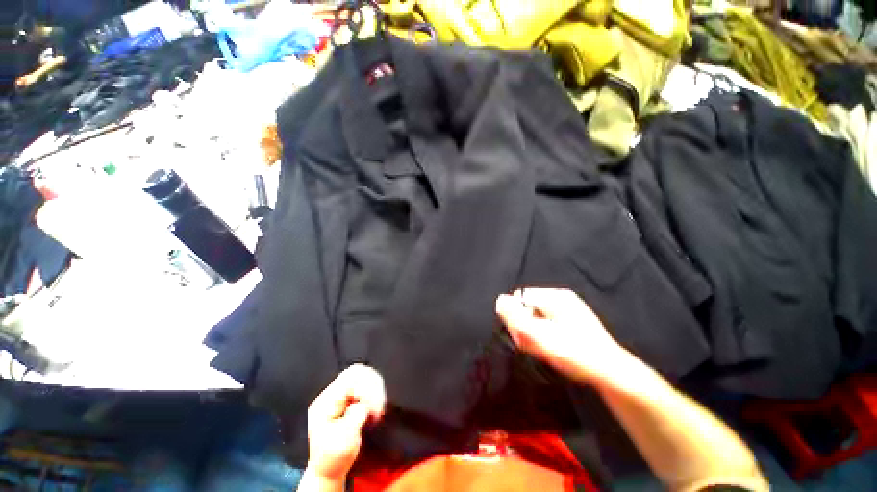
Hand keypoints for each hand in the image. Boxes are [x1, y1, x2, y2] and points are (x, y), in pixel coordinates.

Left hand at [304, 364, 385, 484]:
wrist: (328, 470)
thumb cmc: (332, 459)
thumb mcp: (343, 441)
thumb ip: (354, 417)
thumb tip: (363, 404)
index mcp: (326, 403)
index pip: (349, 379)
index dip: (365, 387)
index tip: (372, 406)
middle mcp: (333, 395)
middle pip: (357, 373)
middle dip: (372, 386)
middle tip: (378, 406)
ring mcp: (341, 397)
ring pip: (363, 377)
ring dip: (375, 390)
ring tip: (377, 409)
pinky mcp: (350, 400)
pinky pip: (366, 387)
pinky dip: (375, 394)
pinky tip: (376, 409)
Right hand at [496, 288, 626, 384]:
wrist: (613, 374)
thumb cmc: (576, 354)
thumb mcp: (541, 337)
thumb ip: (517, 318)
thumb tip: (500, 300)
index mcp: (555, 296)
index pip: (520, 297)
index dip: (516, 316)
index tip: (522, 336)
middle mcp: (561, 298)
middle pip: (528, 306)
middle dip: (525, 326)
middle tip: (533, 346)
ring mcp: (569, 310)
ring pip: (537, 316)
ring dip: (534, 333)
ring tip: (543, 350)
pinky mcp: (573, 322)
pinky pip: (548, 323)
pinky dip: (544, 335)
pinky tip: (551, 349)